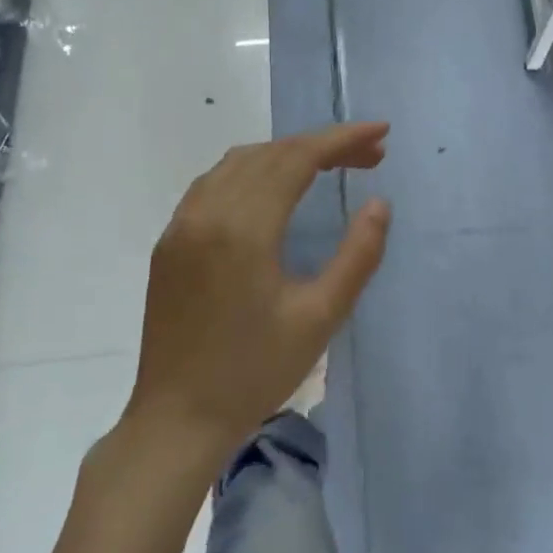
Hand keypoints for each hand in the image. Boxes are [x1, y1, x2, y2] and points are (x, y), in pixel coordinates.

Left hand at [129, 123, 390, 452]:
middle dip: (324, 145)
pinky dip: (253, 170)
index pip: (298, 158)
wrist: (176, 419)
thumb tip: (379, 203)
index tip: (381, 132)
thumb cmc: (254, 372)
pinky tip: (275, 188)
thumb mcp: (320, 317)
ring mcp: (182, 225)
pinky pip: (214, 183)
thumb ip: (358, 255)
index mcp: (244, 228)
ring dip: (287, 153)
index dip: (343, 139)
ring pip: (240, 162)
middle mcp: (207, 212)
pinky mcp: (170, 241)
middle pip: (271, 153)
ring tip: (330, 164)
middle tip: (370, 155)